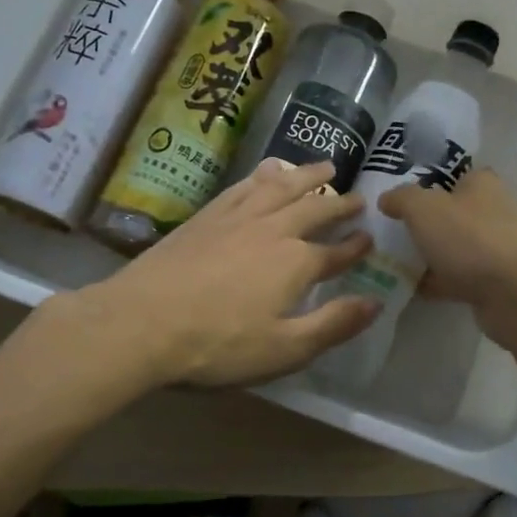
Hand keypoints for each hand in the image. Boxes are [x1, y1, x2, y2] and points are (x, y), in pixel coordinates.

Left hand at [93, 159, 377, 387]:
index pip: (336, 252)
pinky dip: (263, 174)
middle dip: (339, 204)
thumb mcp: (284, 350)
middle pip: (314, 209)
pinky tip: (269, 171)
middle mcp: (273, 230)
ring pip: (281, 186)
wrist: (141, 321)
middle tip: (357, 198)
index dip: (355, 246)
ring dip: (307, 176)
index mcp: (296, 263)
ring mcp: (238, 217)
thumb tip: (374, 303)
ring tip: (325, 167)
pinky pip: (244, 184)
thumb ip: (333, 325)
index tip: (370, 238)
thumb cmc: (217, 344)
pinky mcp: (207, 214)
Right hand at [377, 168, 516, 346]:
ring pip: (453, 247)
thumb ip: (401, 198)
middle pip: (451, 214)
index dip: (426, 184)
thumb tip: (387, 198)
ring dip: (428, 255)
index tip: (397, 199)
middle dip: (423, 224)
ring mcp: (495, 249)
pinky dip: (436, 282)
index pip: (452, 176)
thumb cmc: (469, 239)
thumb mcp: (423, 208)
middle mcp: (493, 212)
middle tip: (389, 232)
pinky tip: (409, 288)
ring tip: (392, 262)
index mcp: (481, 184)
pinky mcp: (493, 282)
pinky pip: (457, 277)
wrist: (515, 295)